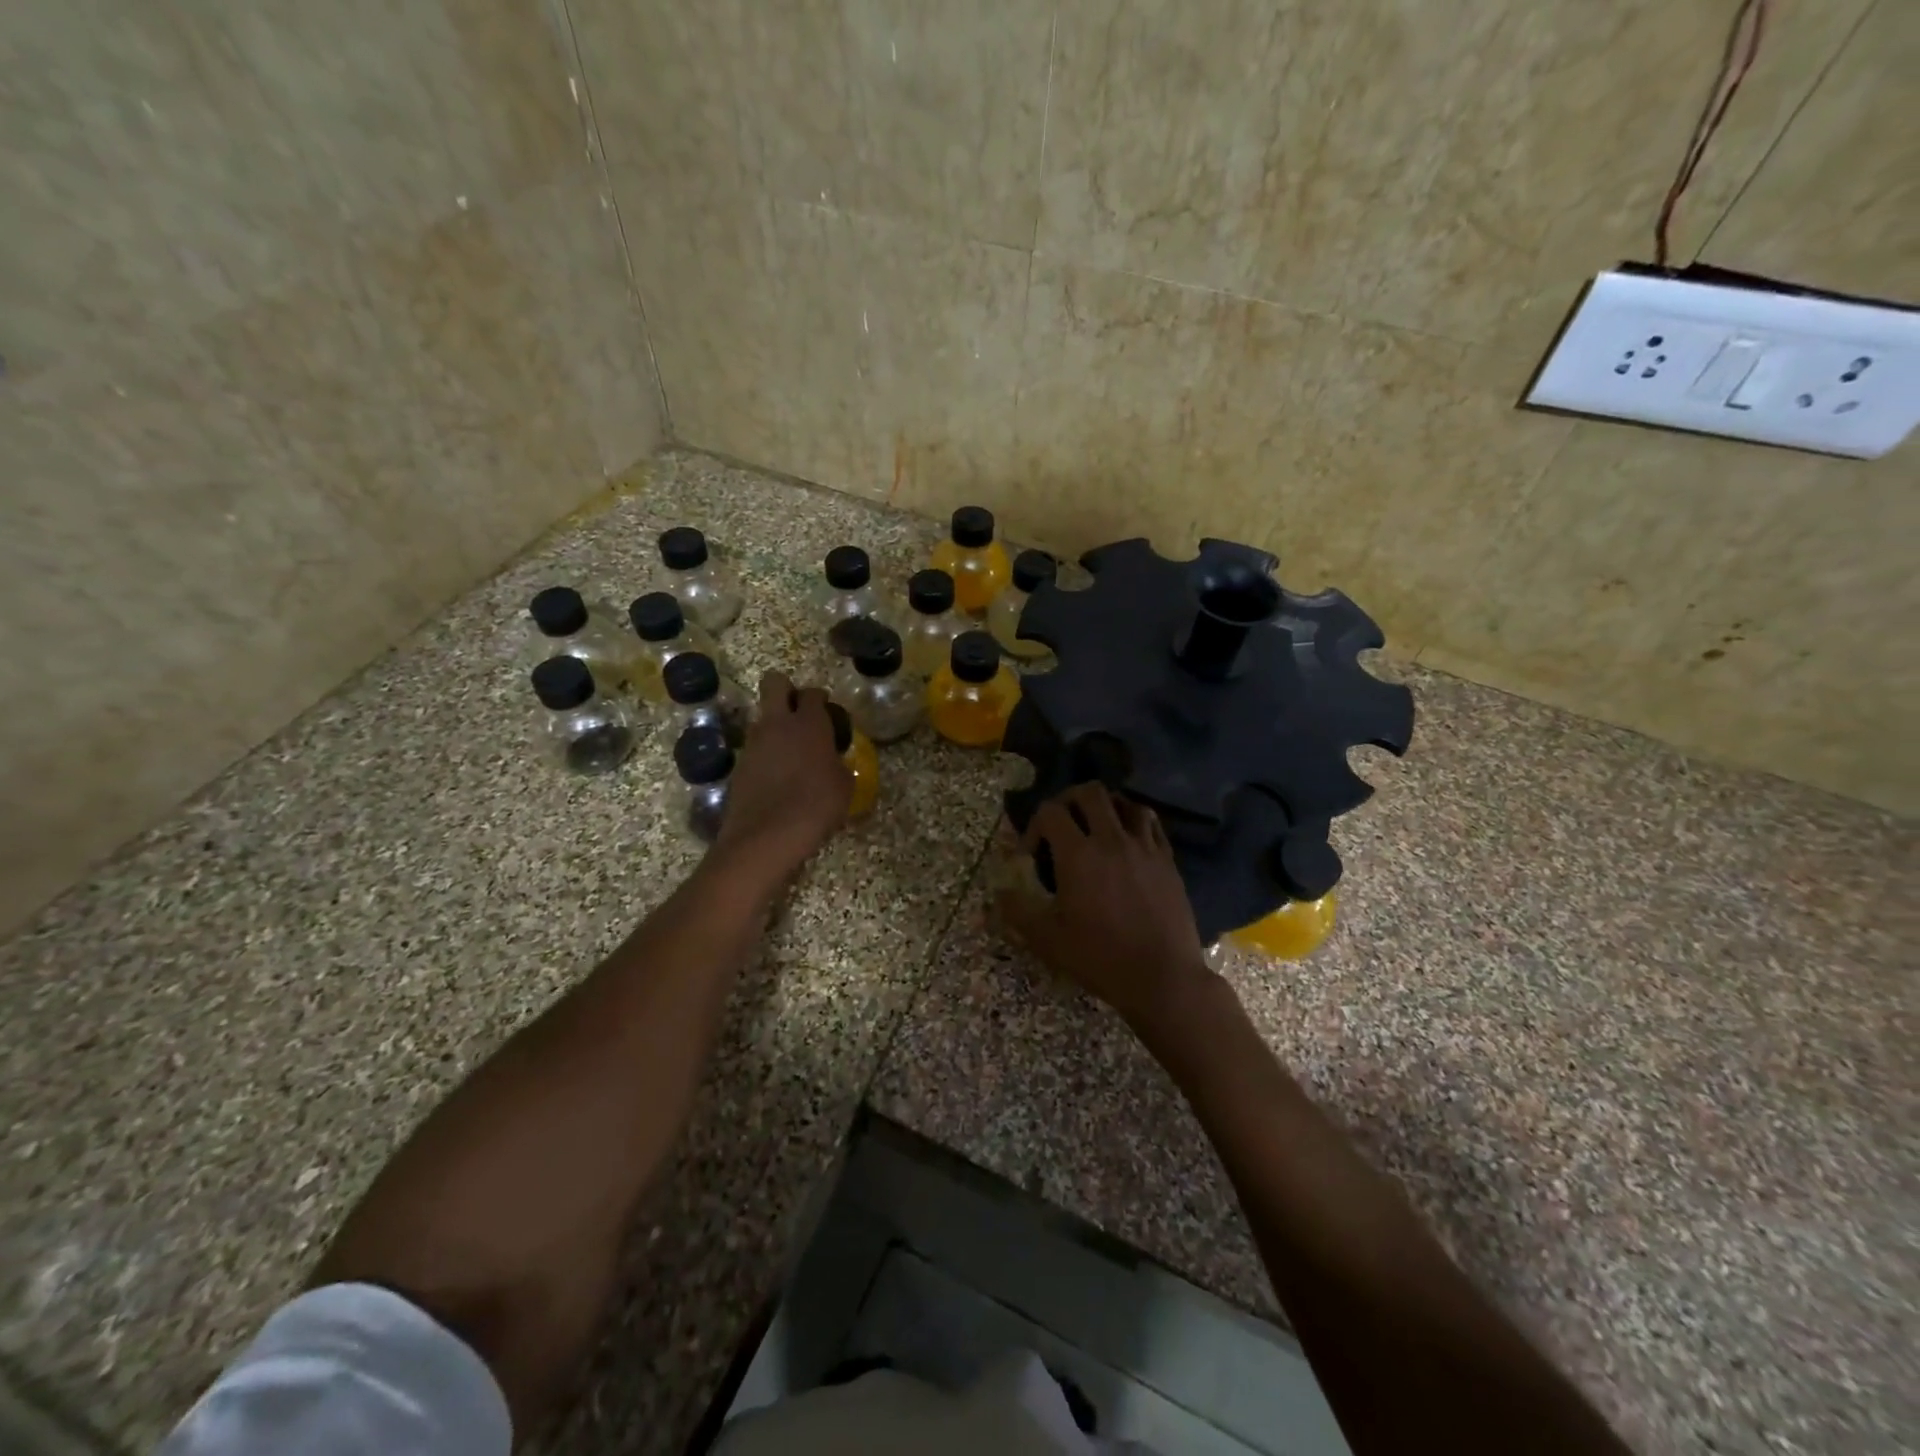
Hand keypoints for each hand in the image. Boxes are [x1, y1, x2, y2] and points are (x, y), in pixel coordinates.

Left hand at [712, 671, 851, 882]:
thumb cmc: (817, 806)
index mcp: (809, 723)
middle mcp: (777, 724)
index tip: (827, 711)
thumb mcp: (844, 786)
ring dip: (774, 726)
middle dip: (786, 690)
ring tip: (790, 753)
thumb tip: (832, 761)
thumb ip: (839, 764)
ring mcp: (753, 743)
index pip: (813, 693)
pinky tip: (777, 778)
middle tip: (799, 713)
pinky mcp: (739, 765)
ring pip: (762, 717)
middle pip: (774, 682)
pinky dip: (765, 755)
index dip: (820, 698)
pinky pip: (754, 748)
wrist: (767, 836)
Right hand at [996, 782, 1213, 1028]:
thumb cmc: (1100, 958)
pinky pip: (1151, 824)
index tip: (1032, 854)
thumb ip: (1018, 911)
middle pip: (1090, 793)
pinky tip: (1128, 840)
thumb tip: (998, 893)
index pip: (1051, 811)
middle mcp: (1112, 840)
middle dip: (1069, 800)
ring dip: (1106, 807)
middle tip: (1062, 825)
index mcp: (1079, 855)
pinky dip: (1134, 821)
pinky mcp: (1167, 860)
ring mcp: (1144, 847)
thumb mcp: (1048, 939)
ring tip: (1097, 827)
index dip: (1034, 825)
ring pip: (1125, 803)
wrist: (1162, 977)